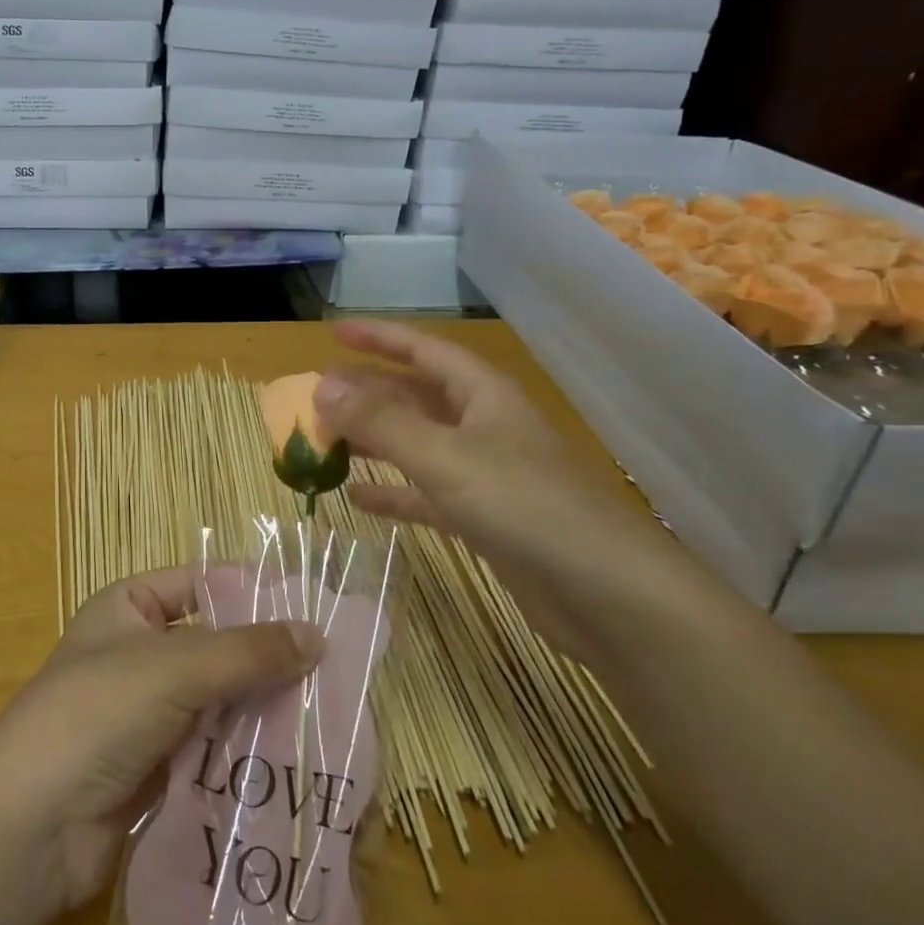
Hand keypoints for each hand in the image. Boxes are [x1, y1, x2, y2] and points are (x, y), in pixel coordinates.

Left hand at [0, 567, 323, 910]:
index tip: (314, 609)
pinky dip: (248, 750)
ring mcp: (150, 710)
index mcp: (131, 606)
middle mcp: (141, 651)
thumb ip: (247, 651)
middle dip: (267, 658)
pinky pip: (215, 746)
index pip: (202, 583)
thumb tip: (316, 634)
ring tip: (328, 715)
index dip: (253, 592)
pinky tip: (297, 758)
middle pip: (217, 643)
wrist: (33, 824)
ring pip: (221, 698)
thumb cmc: (98, 712)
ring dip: (264, 708)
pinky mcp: (161, 764)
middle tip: (333, 671)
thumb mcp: (174, 667)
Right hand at [313, 321, 707, 663]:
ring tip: (325, 439)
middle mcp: (483, 427)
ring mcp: (484, 474)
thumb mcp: (445, 457)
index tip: (334, 330)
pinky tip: (357, 497)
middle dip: (367, 391)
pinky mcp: (482, 519)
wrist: (606, 594)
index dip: (380, 337)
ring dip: (373, 441)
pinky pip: (424, 494)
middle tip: (317, 392)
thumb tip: (322, 387)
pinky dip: (392, 492)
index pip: (424, 350)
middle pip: (415, 396)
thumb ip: (381, 422)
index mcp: (483, 396)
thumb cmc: (526, 506)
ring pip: (416, 444)